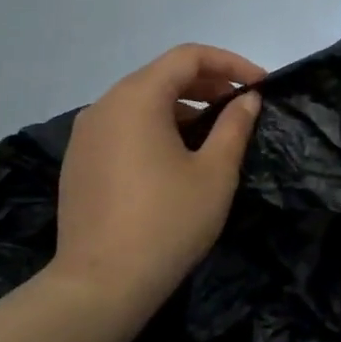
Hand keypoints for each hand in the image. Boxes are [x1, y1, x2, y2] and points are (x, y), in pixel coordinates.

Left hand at [50, 44, 265, 332]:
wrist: (100, 284)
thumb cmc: (167, 223)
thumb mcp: (214, 173)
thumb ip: (234, 127)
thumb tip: (247, 99)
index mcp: (137, 98)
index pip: (188, 57)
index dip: (230, 63)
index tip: (261, 86)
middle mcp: (104, 106)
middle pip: (161, 75)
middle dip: (207, 83)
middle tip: (242, 105)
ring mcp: (86, 134)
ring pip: (140, 102)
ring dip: (182, 106)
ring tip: (214, 132)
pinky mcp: (79, 162)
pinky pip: (123, 126)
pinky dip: (155, 127)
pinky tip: (176, 157)